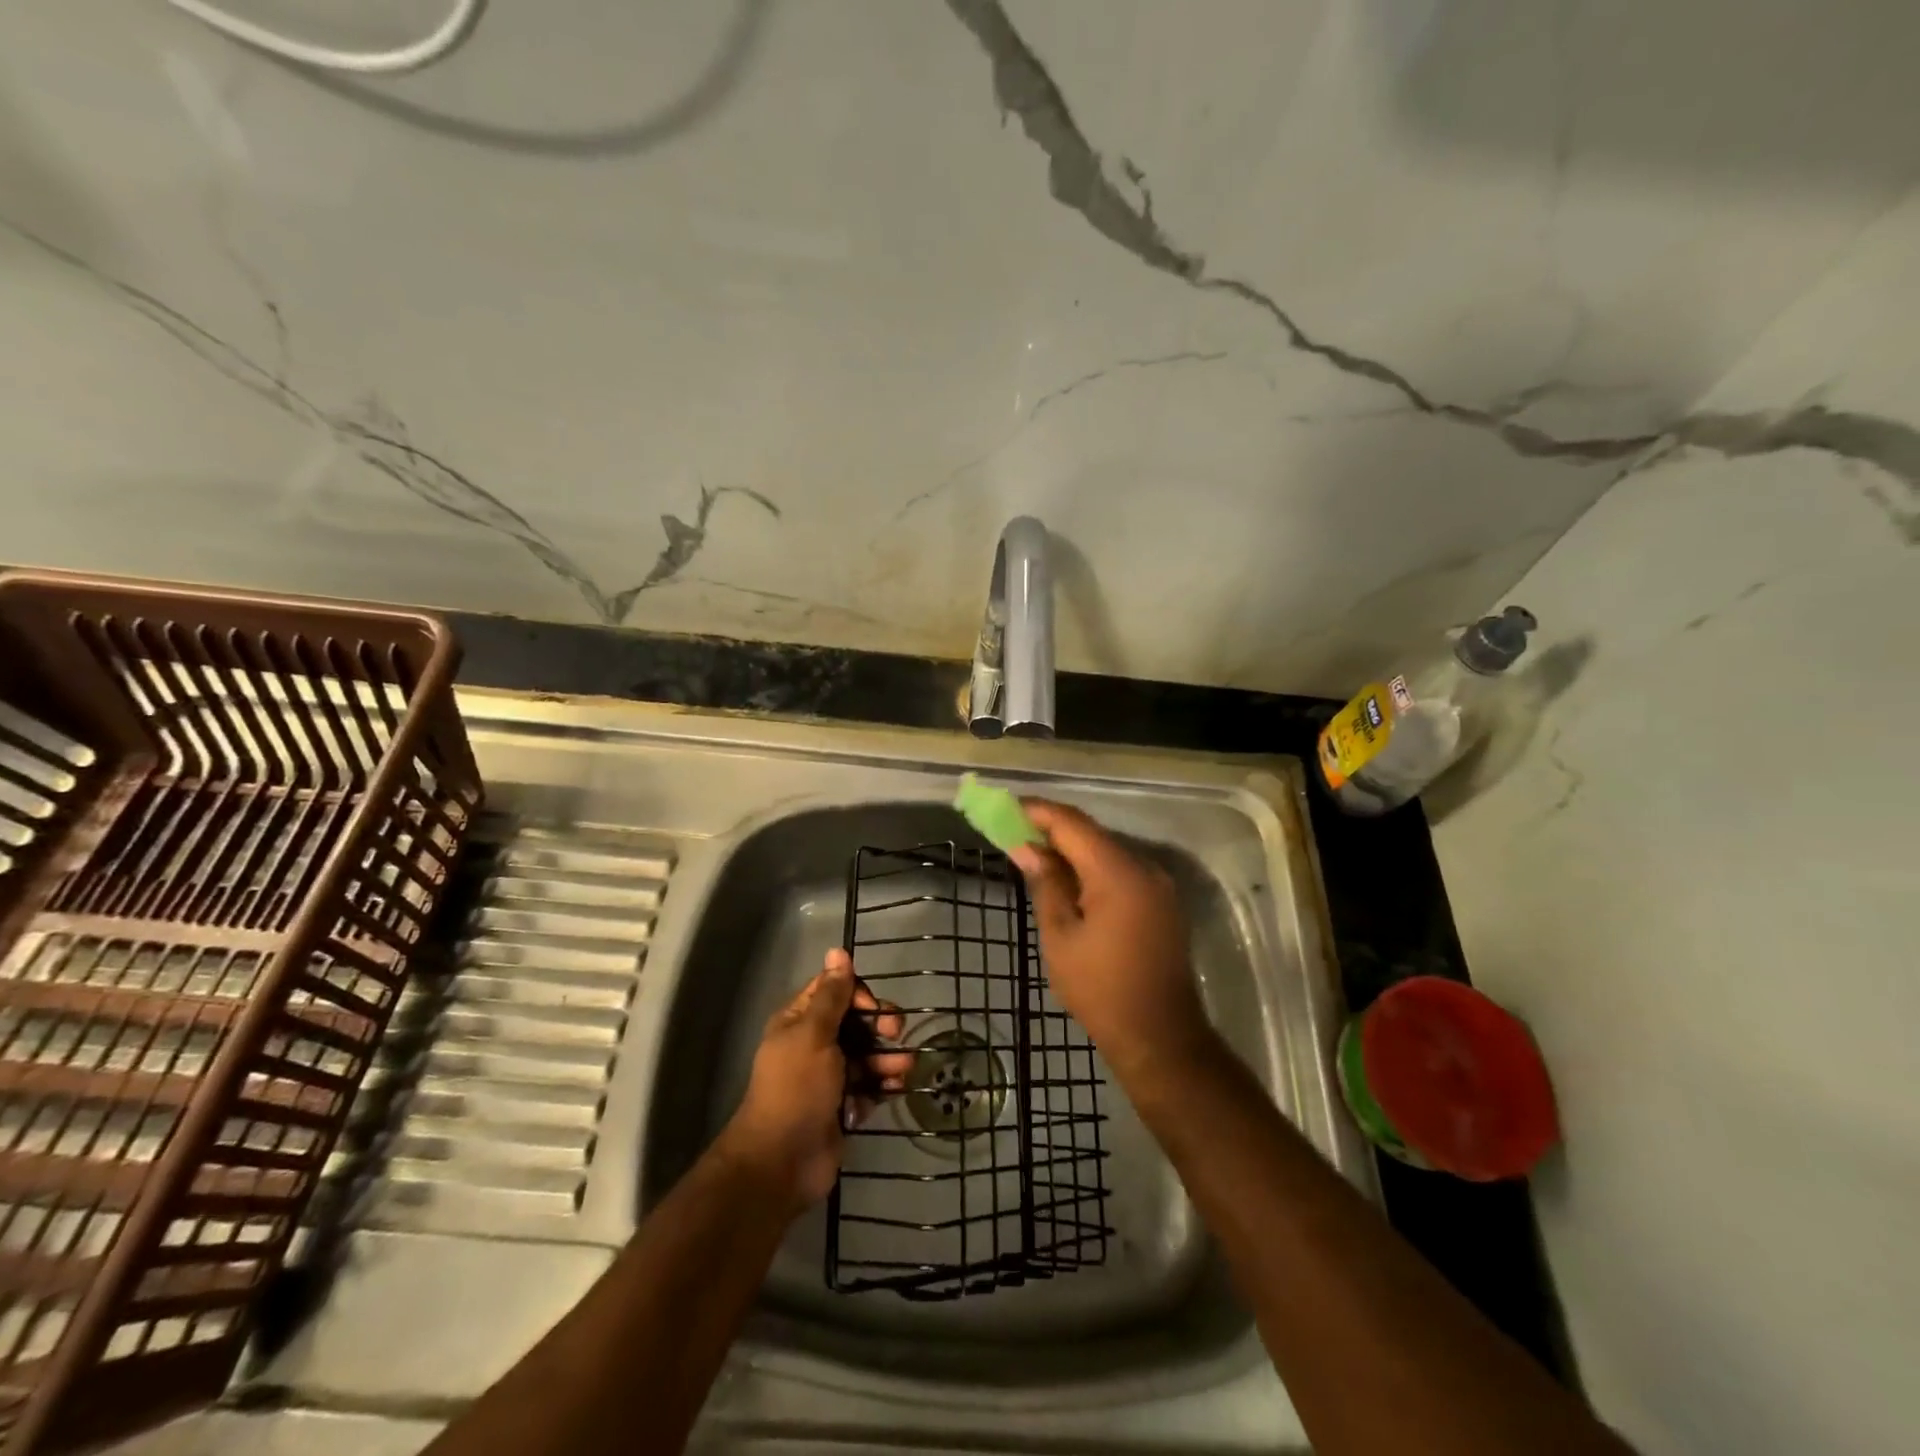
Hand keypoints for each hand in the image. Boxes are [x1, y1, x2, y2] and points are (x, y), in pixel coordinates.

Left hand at [717, 949, 911, 1208]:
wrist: (782, 1162)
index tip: (873, 1009)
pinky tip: (894, 1090)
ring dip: (887, 1059)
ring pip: (866, 1055)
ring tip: (903, 1070)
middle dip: (879, 1026)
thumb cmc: (796, 1088)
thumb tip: (838, 950)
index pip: (835, 991)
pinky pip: (868, 1086)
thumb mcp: (814, 1035)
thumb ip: (832, 995)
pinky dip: (882, 1086)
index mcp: (799, 1022)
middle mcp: (814, 1044)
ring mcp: (828, 1078)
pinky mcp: (842, 1106)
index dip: (859, 994)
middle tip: (897, 1033)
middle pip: (856, 1022)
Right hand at [1010, 801, 1212, 1080]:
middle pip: (1092, 834)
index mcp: (1118, 873)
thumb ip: (1046, 884)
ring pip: (1107, 851)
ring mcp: (1158, 884)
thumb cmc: (1100, 989)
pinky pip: (1121, 870)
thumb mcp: (1060, 937)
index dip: (1038, 812)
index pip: (1072, 824)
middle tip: (1014, 833)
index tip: (1006, 808)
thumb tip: (1026, 848)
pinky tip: (1068, 881)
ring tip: (1034, 856)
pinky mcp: (1161, 902)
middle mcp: (1144, 867)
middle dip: (1052, 830)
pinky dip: (1092, 868)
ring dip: (1072, 850)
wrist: (1160, 1036)